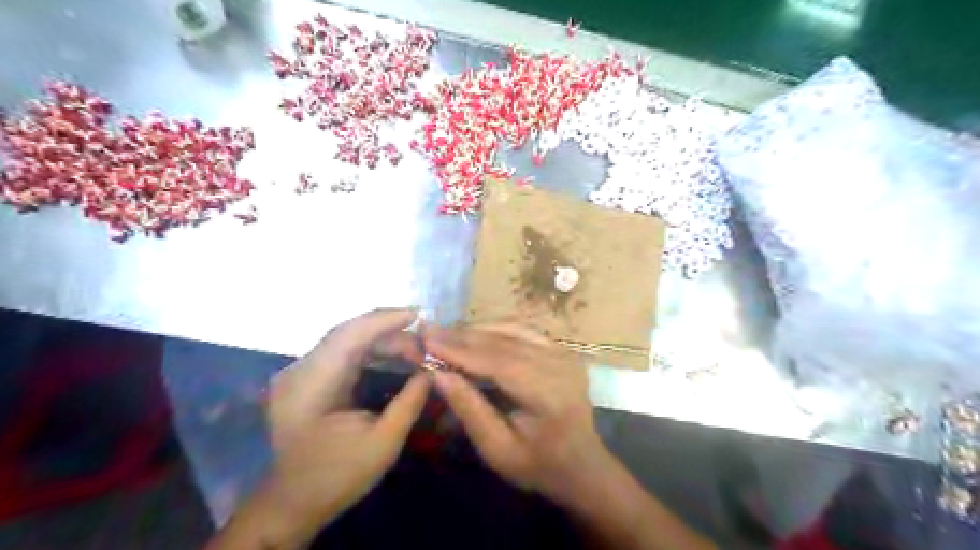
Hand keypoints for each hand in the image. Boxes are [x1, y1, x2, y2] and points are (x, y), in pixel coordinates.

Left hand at [263, 309, 430, 540]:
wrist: (293, 504)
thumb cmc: (337, 477)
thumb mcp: (383, 444)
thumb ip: (410, 402)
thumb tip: (433, 371)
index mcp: (310, 386)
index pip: (348, 336)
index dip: (384, 320)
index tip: (418, 314)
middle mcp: (299, 371)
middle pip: (347, 333)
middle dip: (388, 330)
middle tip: (423, 341)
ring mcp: (299, 373)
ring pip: (345, 339)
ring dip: (381, 339)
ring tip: (414, 347)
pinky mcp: (306, 378)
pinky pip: (341, 351)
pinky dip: (369, 348)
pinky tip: (391, 353)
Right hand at [424, 322, 718, 548]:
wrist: (582, 464)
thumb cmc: (539, 465)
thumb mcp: (498, 450)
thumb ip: (470, 409)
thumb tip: (438, 374)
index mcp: (549, 395)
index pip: (498, 362)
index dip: (460, 349)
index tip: (427, 339)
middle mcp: (561, 366)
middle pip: (505, 342)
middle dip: (463, 336)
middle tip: (429, 330)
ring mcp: (566, 354)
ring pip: (514, 330)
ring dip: (478, 329)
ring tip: (446, 332)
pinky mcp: (564, 350)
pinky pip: (525, 330)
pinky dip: (497, 328)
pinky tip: (475, 331)